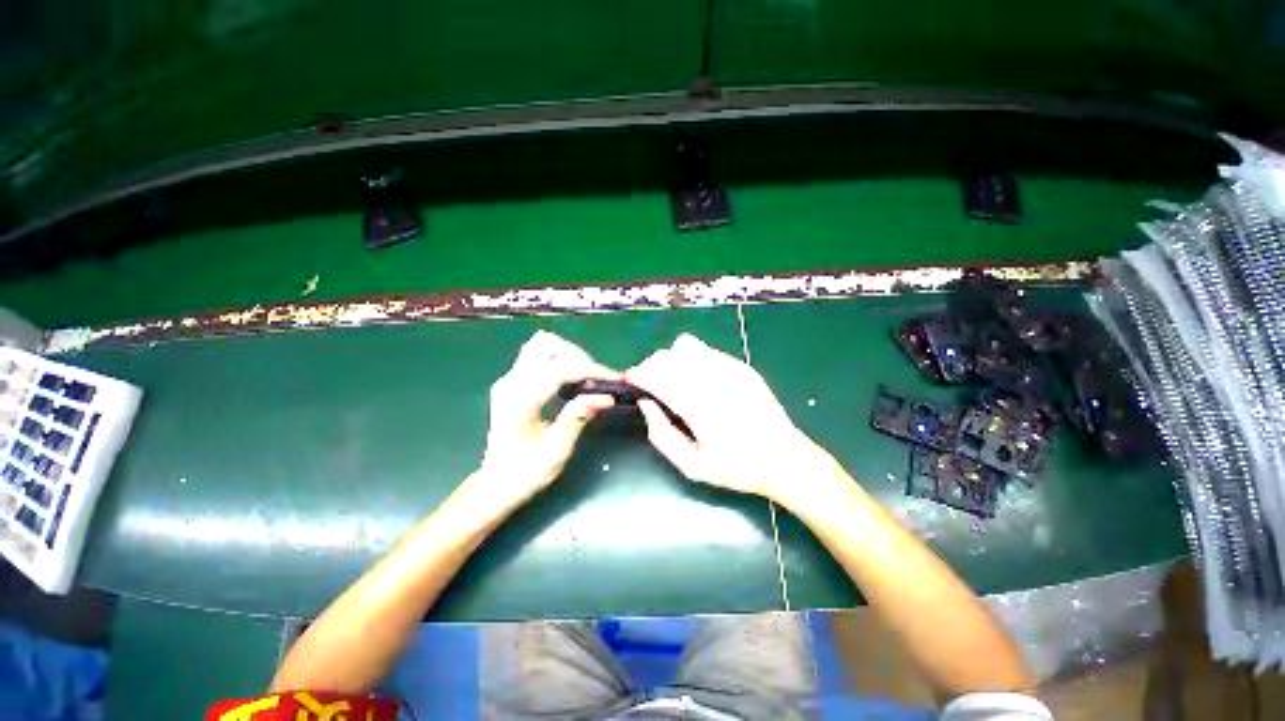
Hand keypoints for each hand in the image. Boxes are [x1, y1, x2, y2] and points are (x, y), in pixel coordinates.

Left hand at [475, 331, 617, 505]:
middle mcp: (511, 382)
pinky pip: (537, 356)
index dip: (592, 370)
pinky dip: (559, 360)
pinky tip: (570, 381)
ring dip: (568, 355)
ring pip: (540, 345)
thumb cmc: (526, 472)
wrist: (496, 485)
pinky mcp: (512, 382)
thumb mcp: (558, 448)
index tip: (614, 379)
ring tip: (584, 377)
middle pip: (547, 345)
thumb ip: (579, 416)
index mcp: (521, 400)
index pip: (560, 369)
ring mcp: (509, 380)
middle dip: (578, 357)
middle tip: (596, 380)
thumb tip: (606, 397)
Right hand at [626, 333, 836, 506]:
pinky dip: (693, 359)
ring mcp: (731, 370)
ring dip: (672, 359)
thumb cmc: (737, 468)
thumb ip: (662, 434)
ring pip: (686, 346)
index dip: (639, 374)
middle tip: (652, 384)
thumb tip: (646, 403)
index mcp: (700, 408)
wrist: (785, 458)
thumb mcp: (693, 466)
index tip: (632, 380)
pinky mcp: (742, 366)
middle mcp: (714, 382)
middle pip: (668, 356)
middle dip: (652, 366)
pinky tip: (699, 379)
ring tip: (675, 379)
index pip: (658, 376)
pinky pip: (707, 351)